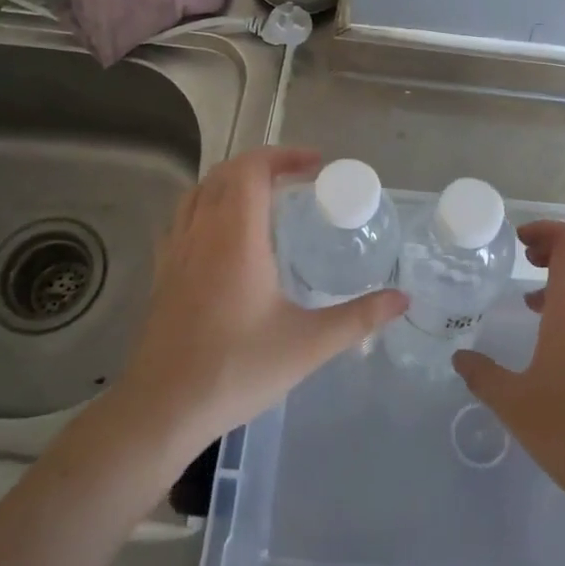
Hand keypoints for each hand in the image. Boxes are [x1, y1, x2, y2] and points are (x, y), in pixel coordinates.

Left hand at [117, 146, 406, 455]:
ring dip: (233, 182)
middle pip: (226, 172)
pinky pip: (183, 217)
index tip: (316, 165)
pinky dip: (208, 205)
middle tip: (299, 179)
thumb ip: (359, 318)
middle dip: (263, 164)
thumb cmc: (236, 370)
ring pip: (200, 191)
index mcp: (236, 236)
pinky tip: (225, 234)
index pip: (252, 169)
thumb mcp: (308, 345)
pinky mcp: (161, 272)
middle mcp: (202, 231)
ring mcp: (175, 250)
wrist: (162, 409)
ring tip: (265, 198)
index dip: (283, 155)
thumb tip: (402, 299)